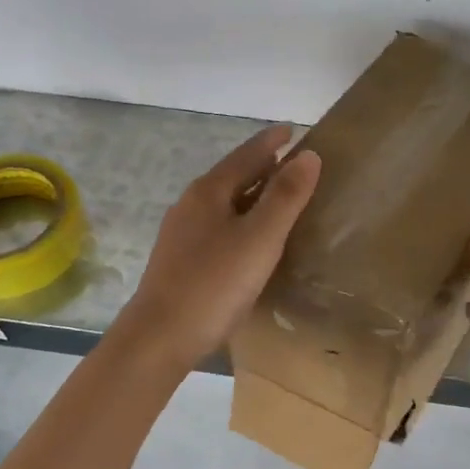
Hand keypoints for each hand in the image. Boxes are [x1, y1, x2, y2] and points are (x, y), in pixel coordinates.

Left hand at [116, 125, 321, 368]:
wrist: (160, 337)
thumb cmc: (214, 283)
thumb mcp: (260, 238)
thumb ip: (286, 196)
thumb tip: (309, 154)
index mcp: (208, 192)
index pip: (246, 155)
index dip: (271, 142)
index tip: (292, 130)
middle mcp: (191, 205)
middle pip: (233, 177)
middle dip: (262, 166)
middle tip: (294, 163)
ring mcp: (182, 234)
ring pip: (225, 204)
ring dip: (252, 195)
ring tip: (279, 198)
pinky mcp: (181, 261)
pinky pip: (219, 227)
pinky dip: (242, 221)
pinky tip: (252, 240)